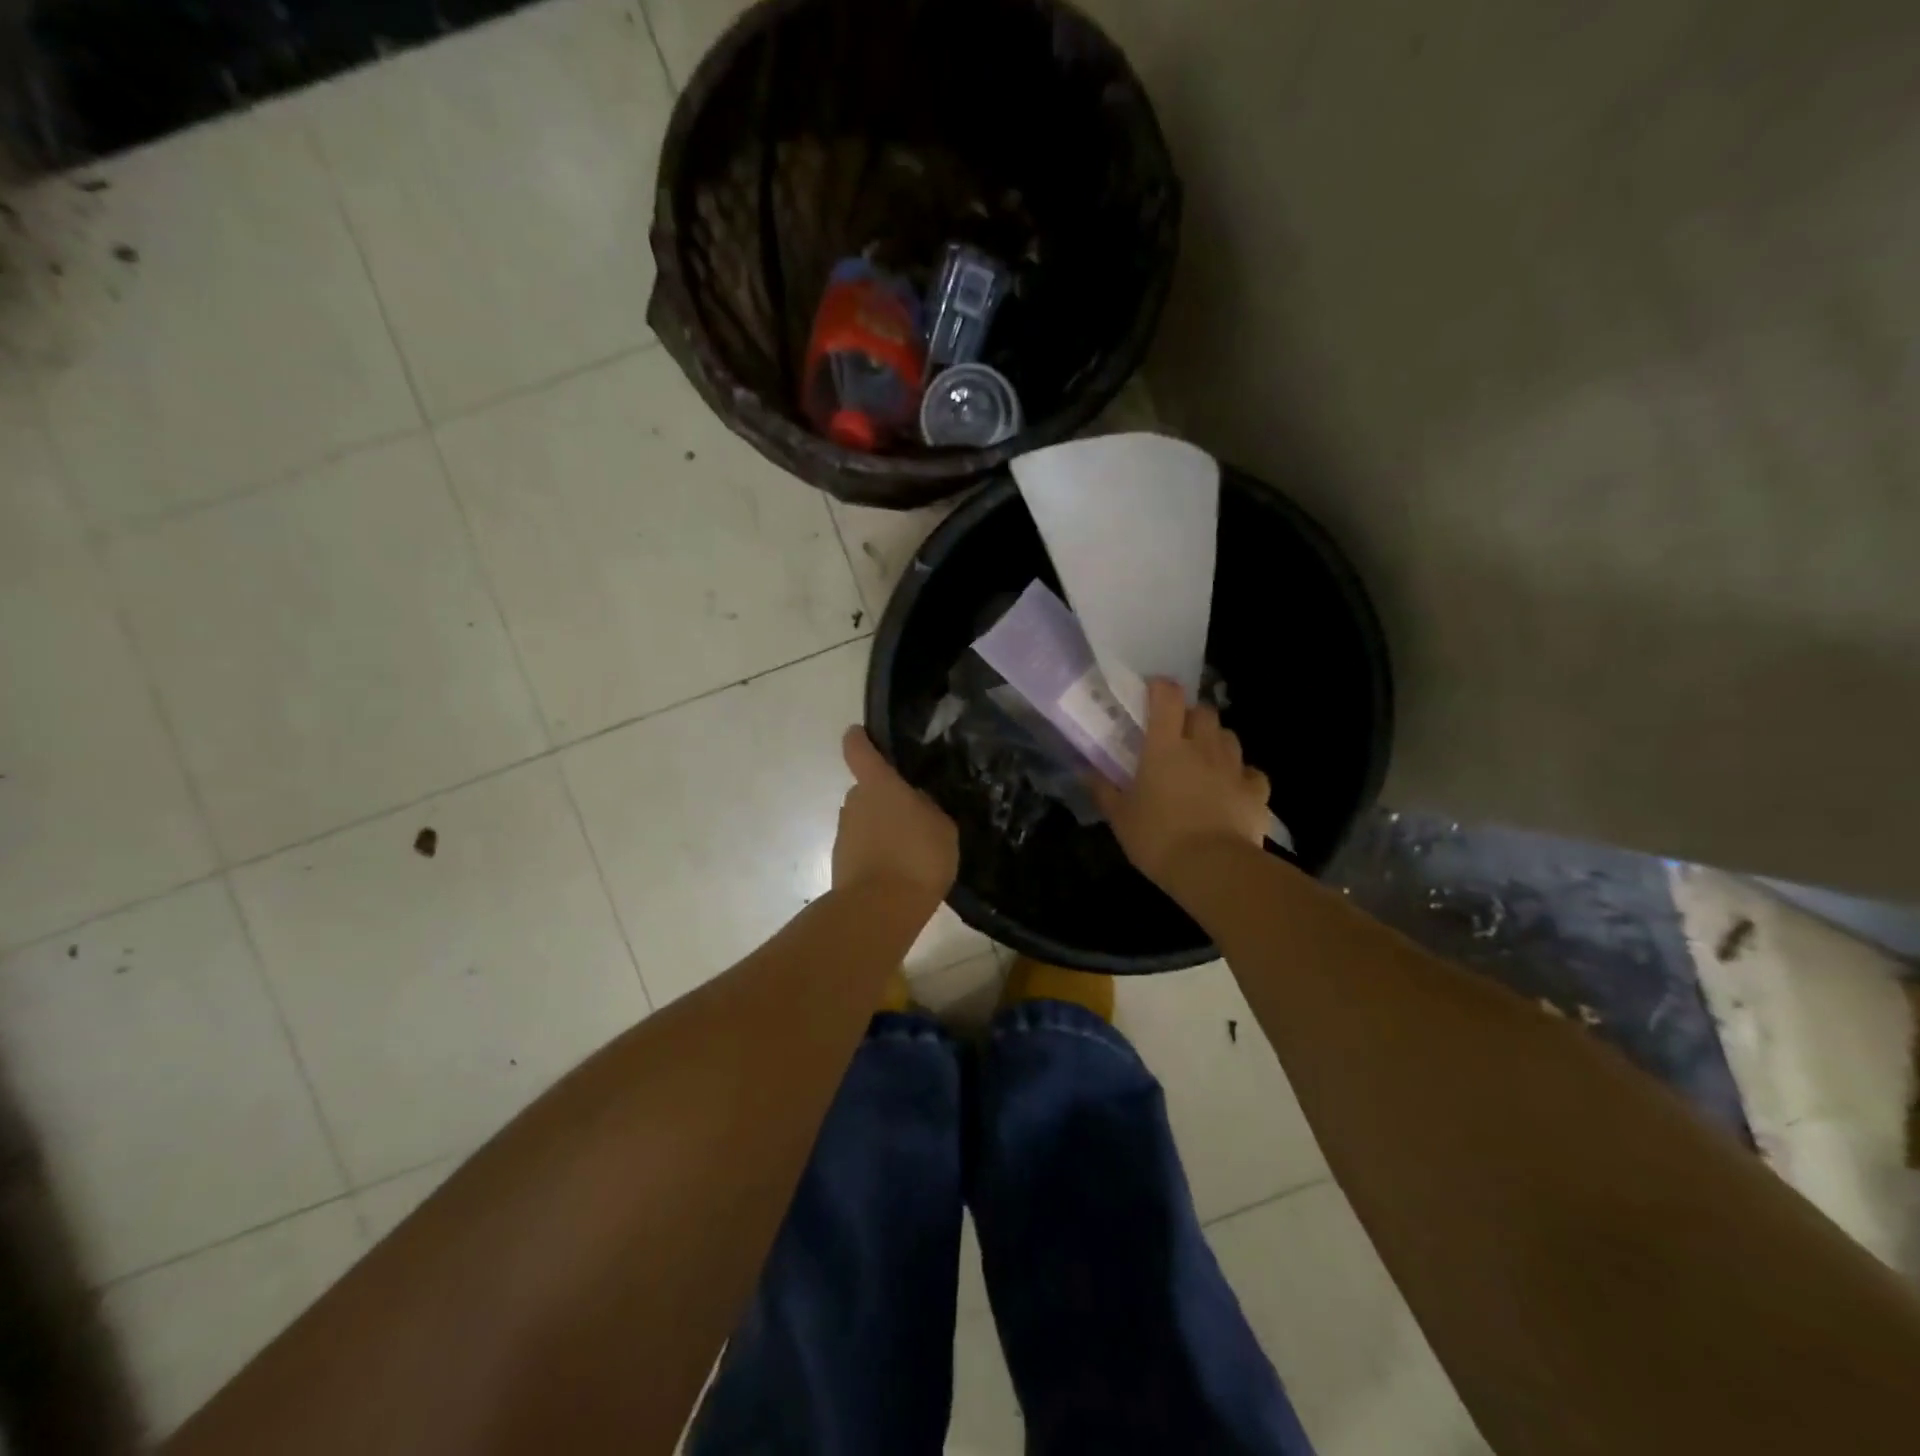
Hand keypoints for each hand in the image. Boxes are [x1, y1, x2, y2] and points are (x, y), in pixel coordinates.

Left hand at [833, 728, 959, 900]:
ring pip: (866, 819)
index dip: (860, 739)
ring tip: (913, 848)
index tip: (863, 734)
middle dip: (886, 797)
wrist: (880, 910)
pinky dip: (879, 852)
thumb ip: (928, 807)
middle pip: (868, 789)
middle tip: (916, 814)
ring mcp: (844, 833)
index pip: (858, 749)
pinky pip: (864, 846)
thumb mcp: (942, 826)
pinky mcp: (841, 861)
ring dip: (883, 827)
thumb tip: (915, 802)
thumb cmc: (917, 857)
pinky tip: (901, 869)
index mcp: (879, 785)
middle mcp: (855, 802)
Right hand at [1093, 679, 1270, 886]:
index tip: (1151, 693)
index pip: (1166, 697)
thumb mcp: (1120, 817)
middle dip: (1191, 715)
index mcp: (1165, 746)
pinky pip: (1251, 773)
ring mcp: (1233, 768)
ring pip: (1229, 737)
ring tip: (1203, 760)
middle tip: (1176, 734)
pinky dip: (1241, 775)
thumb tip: (1084, 771)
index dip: (1160, 688)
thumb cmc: (1158, 837)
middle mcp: (1202, 747)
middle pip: (1203, 712)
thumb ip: (1103, 790)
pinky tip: (1231, 789)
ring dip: (1215, 741)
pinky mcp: (1256, 792)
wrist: (1213, 869)